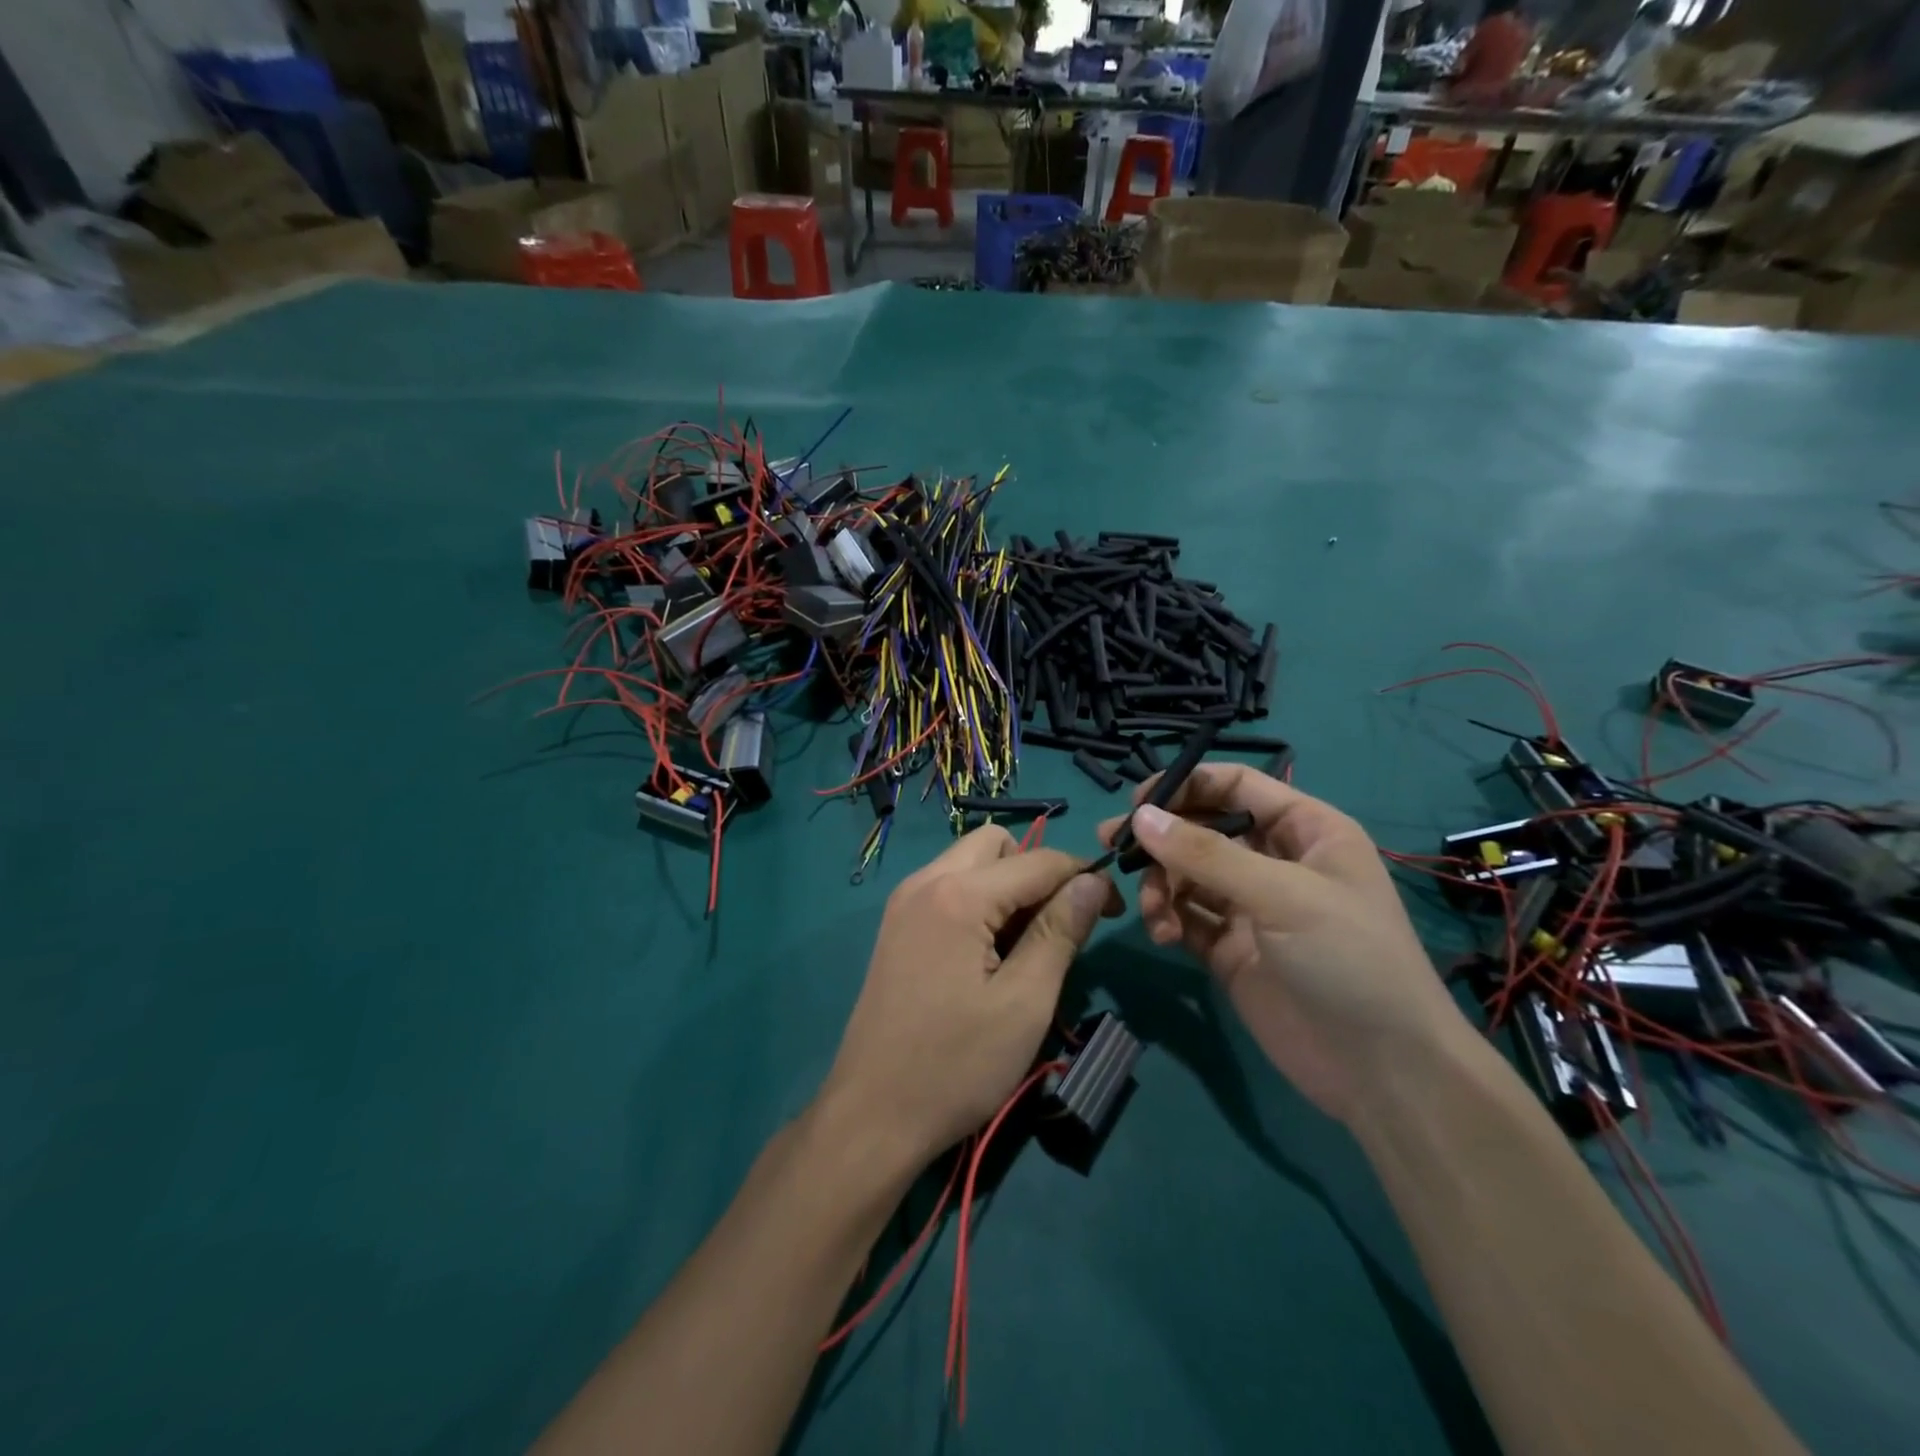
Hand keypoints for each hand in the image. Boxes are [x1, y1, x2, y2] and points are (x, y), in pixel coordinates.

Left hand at [818, 826, 1118, 1168]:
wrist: (873, 1115)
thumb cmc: (956, 1065)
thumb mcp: (1024, 1003)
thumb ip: (1060, 932)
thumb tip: (1093, 881)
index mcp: (957, 895)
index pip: (1038, 860)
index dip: (1084, 877)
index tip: (1114, 911)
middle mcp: (925, 882)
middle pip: (996, 844)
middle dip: (1036, 872)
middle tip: (1057, 929)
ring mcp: (903, 902)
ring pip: (969, 862)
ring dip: (1006, 886)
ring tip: (1024, 946)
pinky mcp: (896, 926)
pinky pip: (947, 887)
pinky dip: (978, 901)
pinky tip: (987, 954)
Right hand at [1098, 767, 1473, 1125]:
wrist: (1382, 1070)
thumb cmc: (1348, 959)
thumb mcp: (1282, 894)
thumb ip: (1206, 854)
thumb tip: (1140, 818)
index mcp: (1305, 830)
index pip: (1235, 786)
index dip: (1187, 786)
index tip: (1137, 804)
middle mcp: (1275, 861)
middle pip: (1203, 829)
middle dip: (1161, 838)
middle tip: (1112, 846)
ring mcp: (1251, 907)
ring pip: (1187, 874)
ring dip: (1161, 885)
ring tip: (1154, 911)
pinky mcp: (1231, 949)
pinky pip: (1186, 917)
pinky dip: (1168, 918)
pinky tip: (1163, 934)